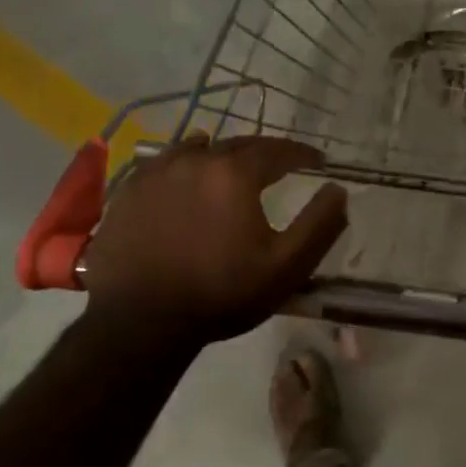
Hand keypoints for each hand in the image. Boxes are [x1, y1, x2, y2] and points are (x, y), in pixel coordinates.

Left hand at [83, 135, 347, 346]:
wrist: (141, 321)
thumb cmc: (222, 293)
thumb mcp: (287, 266)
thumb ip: (320, 224)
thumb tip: (338, 190)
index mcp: (234, 174)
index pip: (277, 150)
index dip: (302, 153)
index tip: (318, 160)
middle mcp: (194, 161)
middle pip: (237, 145)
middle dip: (264, 152)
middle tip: (281, 163)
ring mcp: (155, 174)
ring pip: (196, 149)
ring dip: (221, 154)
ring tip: (232, 165)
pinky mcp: (127, 193)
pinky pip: (162, 165)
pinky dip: (183, 165)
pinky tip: (185, 178)